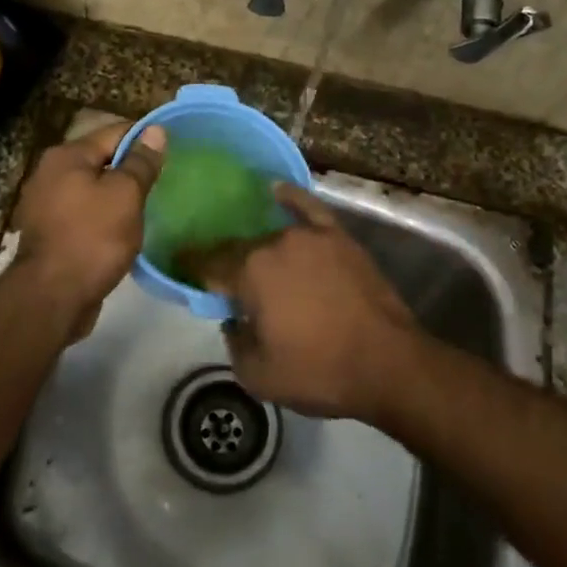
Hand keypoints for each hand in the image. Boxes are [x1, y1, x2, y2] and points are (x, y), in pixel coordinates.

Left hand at [10, 120, 164, 328]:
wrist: (52, 297)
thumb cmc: (92, 238)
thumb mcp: (125, 195)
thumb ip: (140, 162)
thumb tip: (155, 130)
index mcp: (67, 156)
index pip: (114, 132)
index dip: (145, 139)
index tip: (172, 151)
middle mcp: (50, 173)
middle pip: (101, 160)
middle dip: (131, 168)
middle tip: (165, 180)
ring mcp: (46, 205)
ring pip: (93, 189)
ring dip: (118, 195)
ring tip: (150, 205)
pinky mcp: (50, 233)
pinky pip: (84, 214)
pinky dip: (104, 217)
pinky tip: (125, 229)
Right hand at [184, 184, 423, 421]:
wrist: (388, 363)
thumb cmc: (319, 372)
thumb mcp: (256, 375)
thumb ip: (233, 341)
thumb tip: (233, 319)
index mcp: (250, 272)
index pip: (208, 265)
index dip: (191, 267)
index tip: (178, 266)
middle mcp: (275, 243)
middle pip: (238, 249)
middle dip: (224, 262)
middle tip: (219, 279)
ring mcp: (311, 237)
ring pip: (271, 236)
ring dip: (258, 249)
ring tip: (248, 253)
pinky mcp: (339, 238)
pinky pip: (309, 209)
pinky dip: (291, 198)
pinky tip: (277, 190)